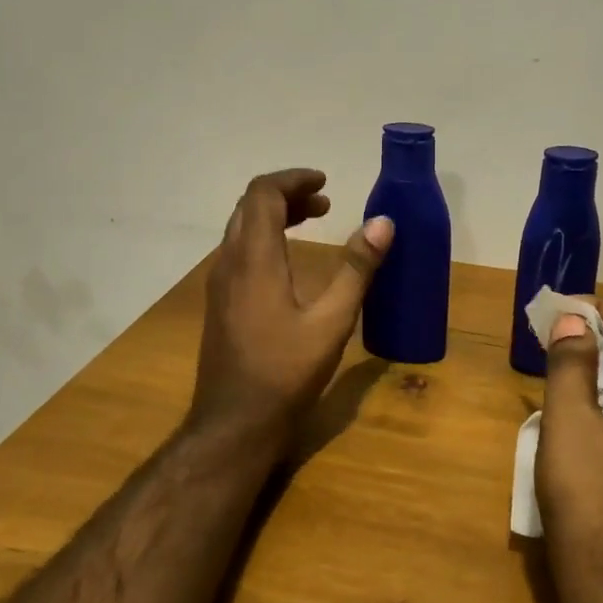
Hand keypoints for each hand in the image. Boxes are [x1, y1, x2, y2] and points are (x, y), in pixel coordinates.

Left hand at [189, 168, 393, 451]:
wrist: (234, 424)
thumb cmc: (285, 372)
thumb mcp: (332, 321)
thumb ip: (357, 268)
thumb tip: (382, 223)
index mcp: (254, 259)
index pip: (263, 194)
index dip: (294, 179)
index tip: (325, 182)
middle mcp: (229, 262)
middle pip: (250, 206)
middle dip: (287, 194)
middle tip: (325, 201)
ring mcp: (219, 284)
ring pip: (241, 228)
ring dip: (275, 215)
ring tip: (312, 220)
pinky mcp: (219, 303)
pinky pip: (238, 251)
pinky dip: (265, 238)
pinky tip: (289, 261)